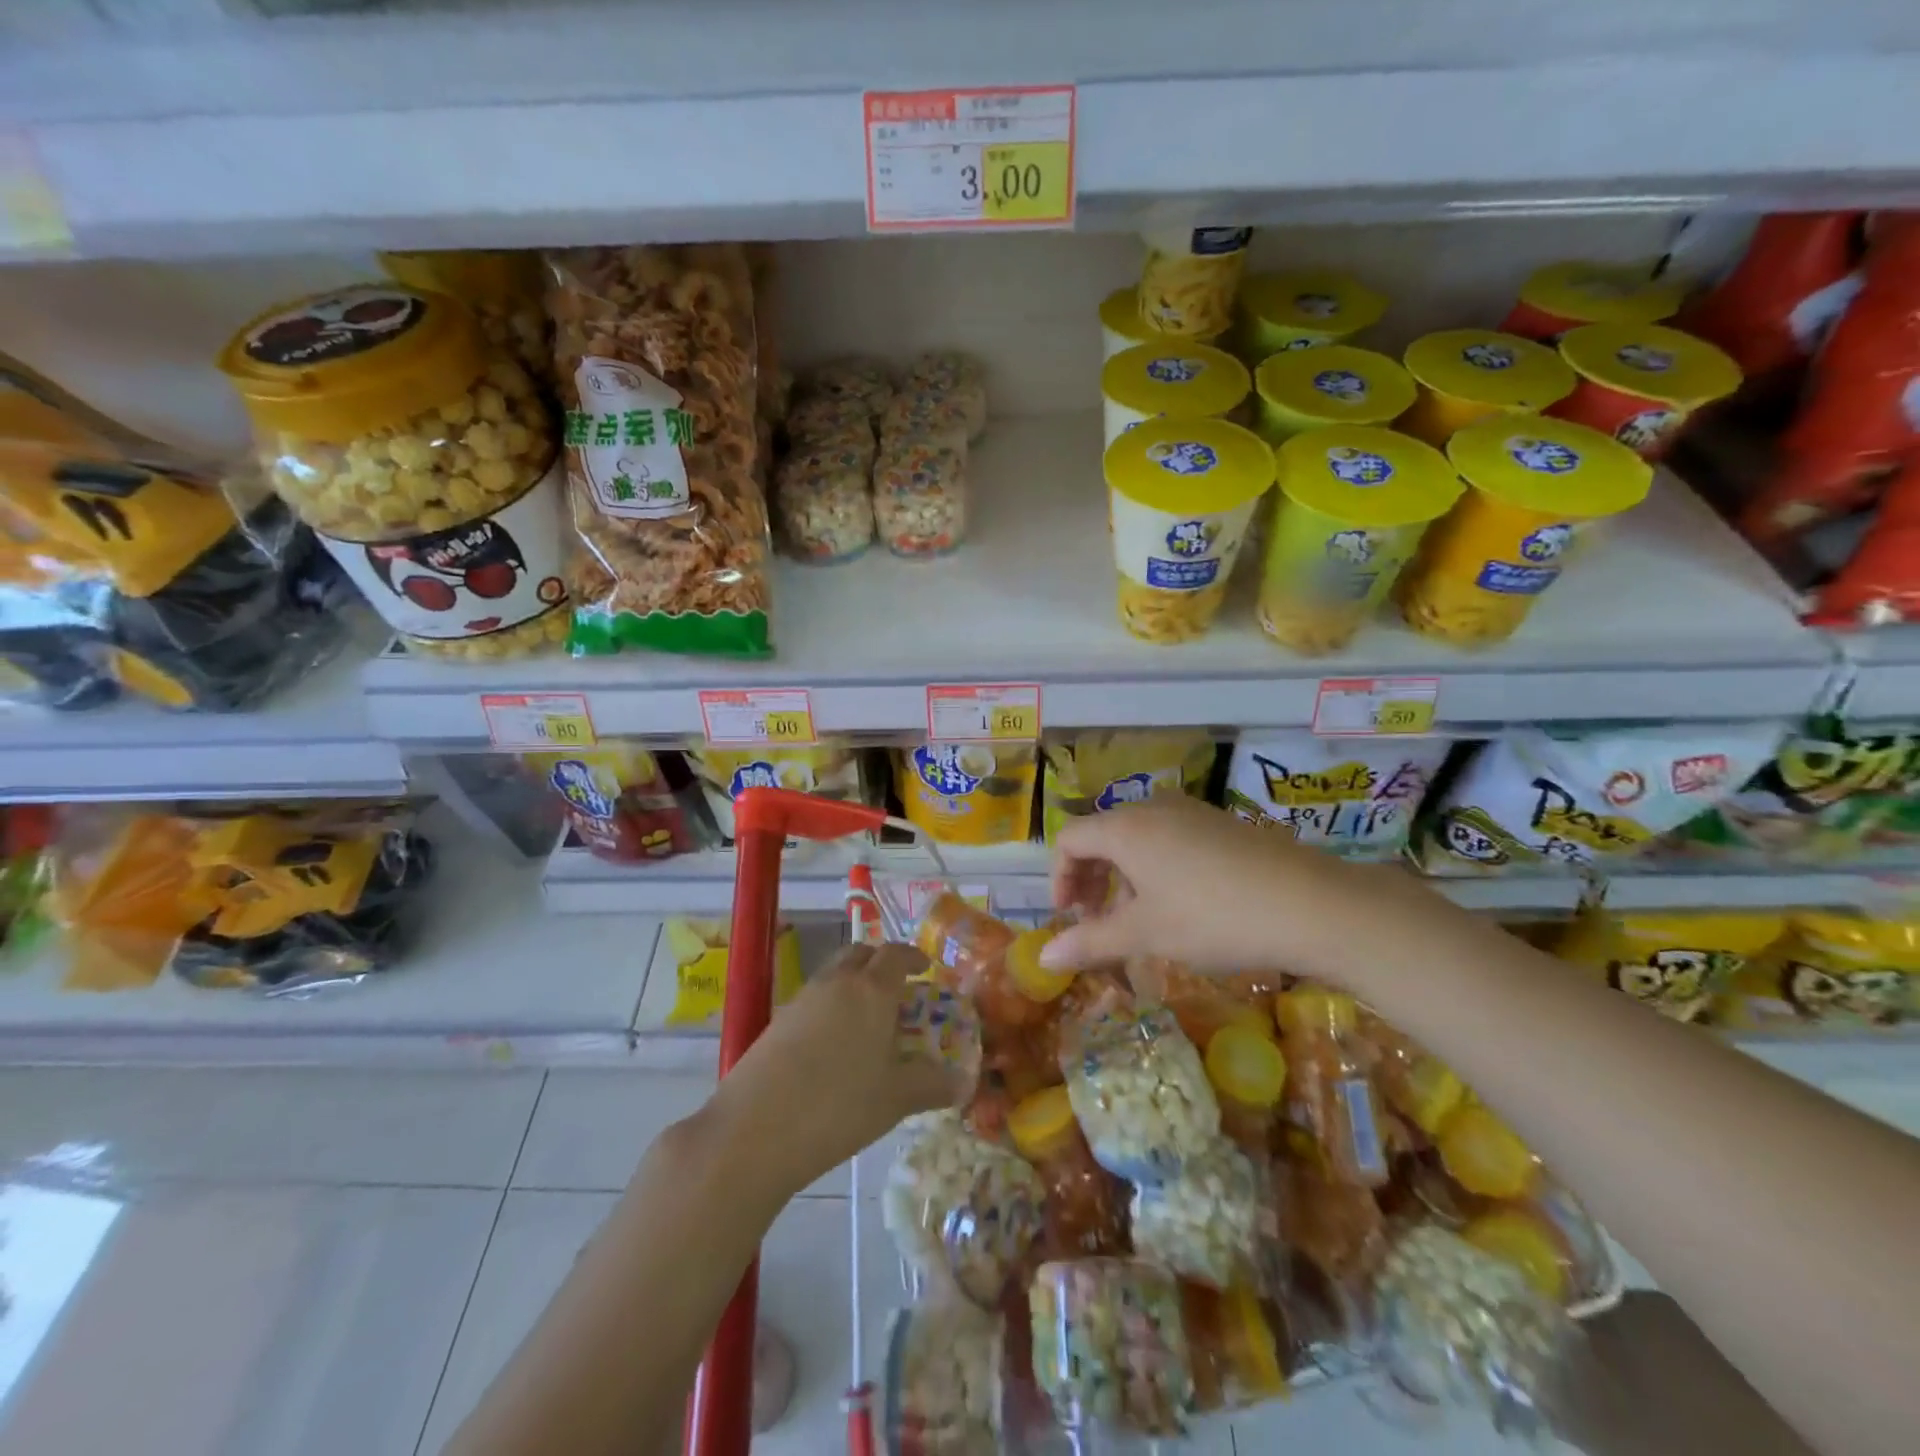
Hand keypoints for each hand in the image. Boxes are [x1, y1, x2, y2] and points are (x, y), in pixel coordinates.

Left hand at [715, 942, 961, 1196]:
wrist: (754, 1130)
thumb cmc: (839, 1106)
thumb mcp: (895, 1099)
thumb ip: (932, 1085)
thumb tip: (963, 1083)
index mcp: (872, 990)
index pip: (896, 954)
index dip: (914, 957)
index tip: (927, 970)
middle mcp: (837, 982)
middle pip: (861, 953)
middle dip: (881, 963)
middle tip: (898, 989)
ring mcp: (803, 998)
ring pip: (835, 973)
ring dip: (854, 982)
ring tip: (867, 1019)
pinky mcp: (778, 1020)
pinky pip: (814, 997)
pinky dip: (831, 1005)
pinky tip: (834, 1044)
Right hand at [1043, 795, 1447, 981]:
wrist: (1312, 905)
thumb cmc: (1213, 917)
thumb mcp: (1146, 934)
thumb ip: (1090, 942)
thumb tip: (1043, 959)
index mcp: (1125, 827)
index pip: (1070, 840)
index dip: (1060, 878)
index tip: (1069, 918)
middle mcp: (1153, 808)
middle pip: (1102, 836)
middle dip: (1091, 880)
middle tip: (1097, 921)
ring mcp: (1191, 812)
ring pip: (1138, 839)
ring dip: (1124, 878)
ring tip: (1139, 921)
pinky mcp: (1222, 824)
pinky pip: (1170, 839)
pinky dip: (1157, 869)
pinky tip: (1181, 907)